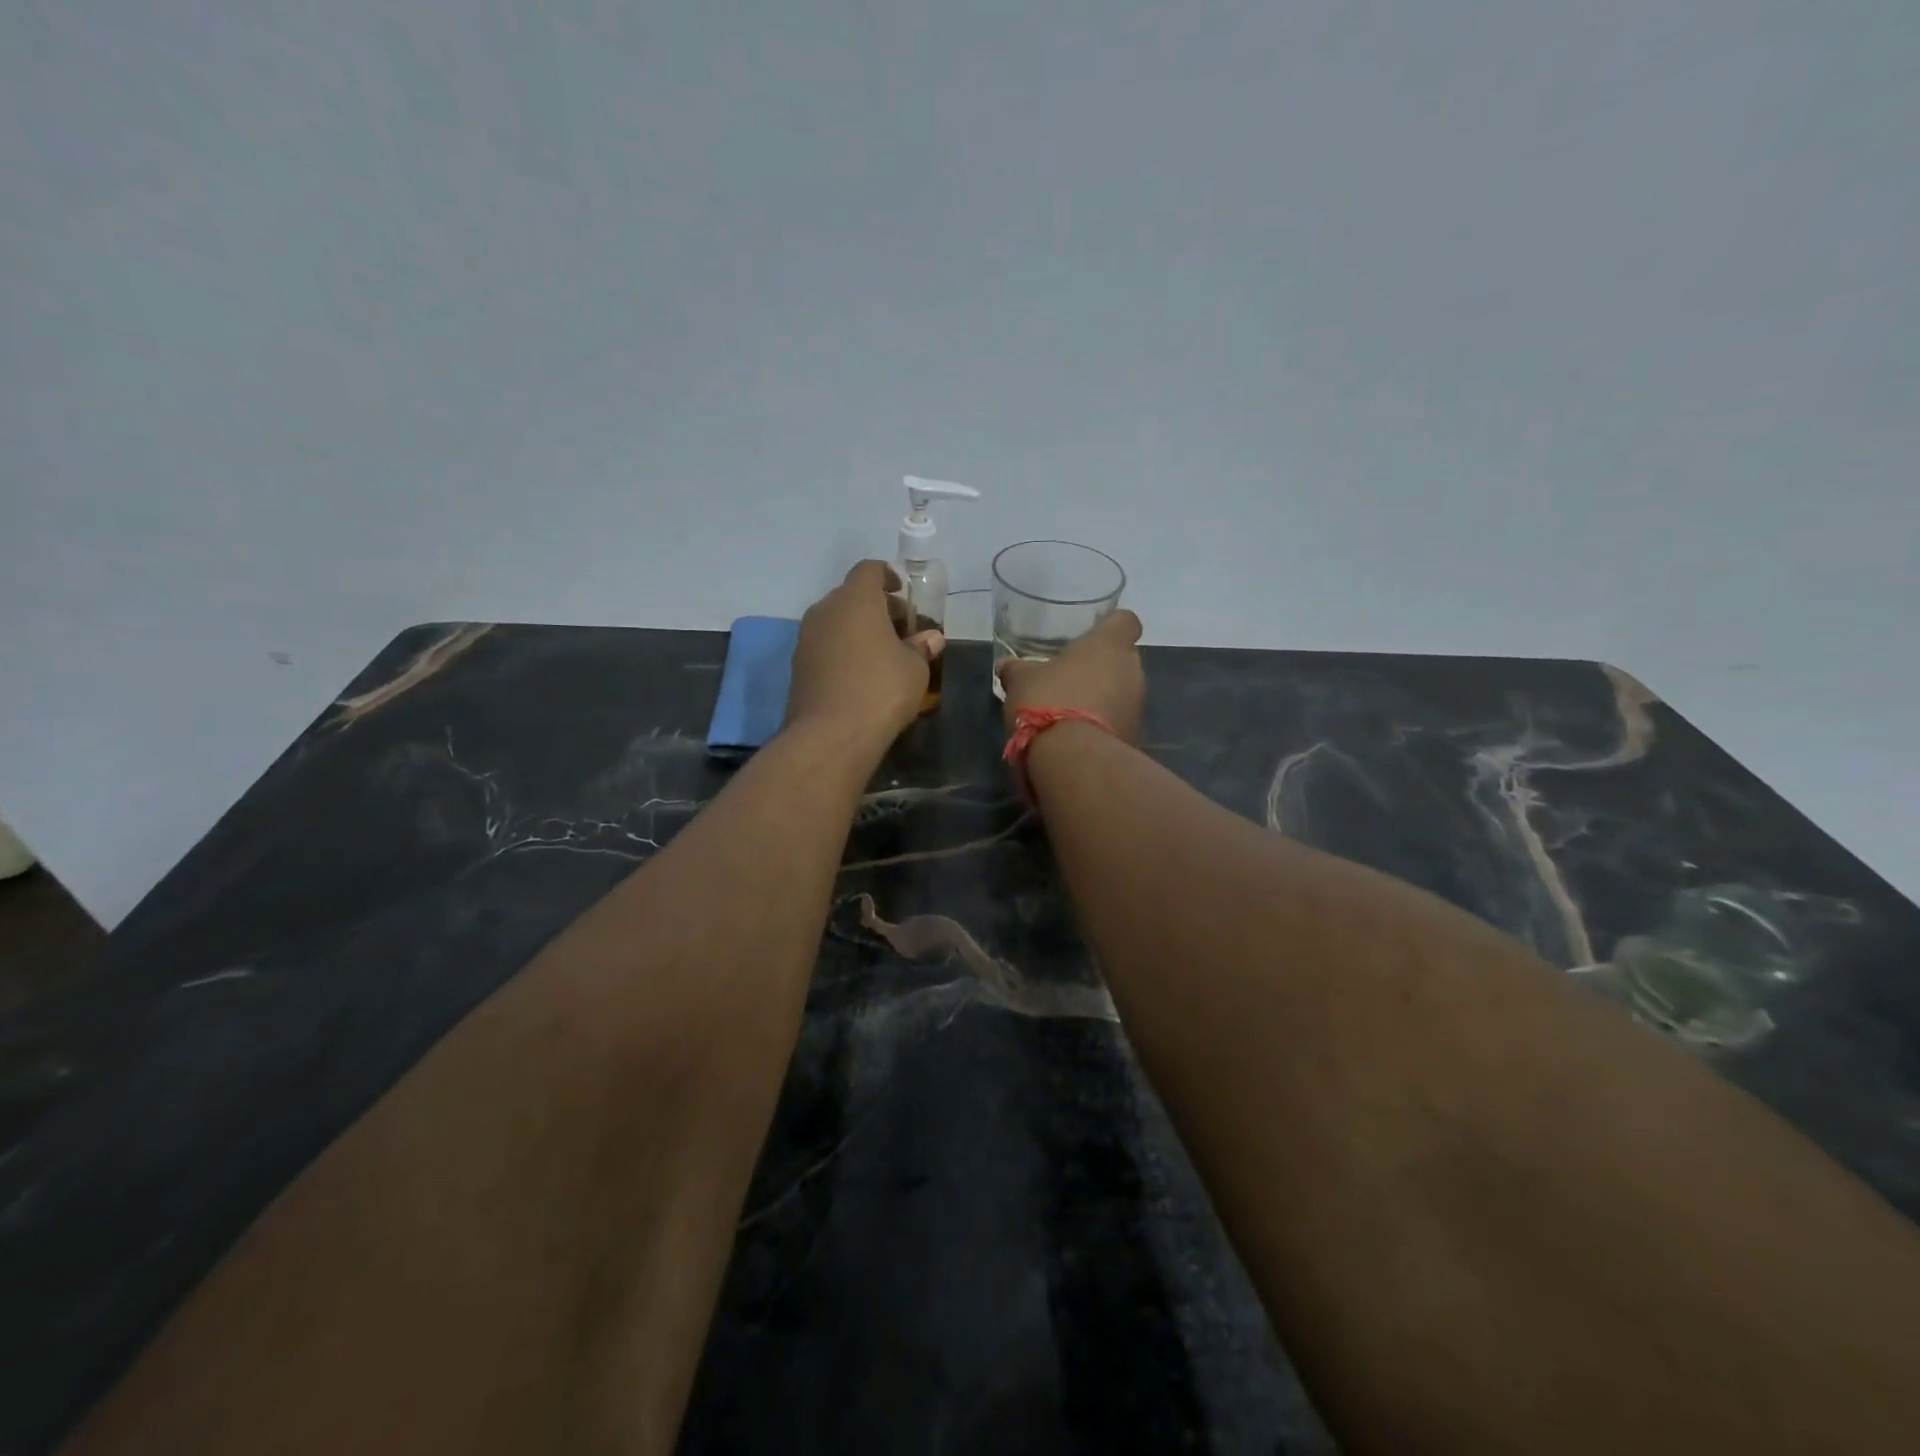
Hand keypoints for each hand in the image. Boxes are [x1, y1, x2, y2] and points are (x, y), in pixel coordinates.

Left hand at [785, 561, 943, 744]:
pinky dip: (843, 651)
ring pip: (836, 622)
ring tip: (883, 654)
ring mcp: (806, 638)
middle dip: (876, 607)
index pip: (868, 569)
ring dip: (858, 630)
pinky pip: (825, 646)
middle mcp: (825, 610)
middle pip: (851, 596)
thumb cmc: (881, 690)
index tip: (902, 591)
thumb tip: (930, 638)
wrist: (831, 735)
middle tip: (901, 629)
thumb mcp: (915, 668)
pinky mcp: (798, 666)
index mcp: (855, 599)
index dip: (887, 575)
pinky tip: (861, 675)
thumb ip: (921, 647)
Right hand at [996, 609, 1144, 743]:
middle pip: (1124, 659)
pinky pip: (1119, 721)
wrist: (1074, 760)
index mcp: (1108, 646)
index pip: (1126, 621)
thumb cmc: (1048, 702)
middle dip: (1103, 666)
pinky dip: (1103, 725)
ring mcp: (1137, 706)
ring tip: (1070, 710)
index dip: (1112, 626)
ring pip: (1123, 692)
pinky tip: (1077, 735)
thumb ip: (1016, 669)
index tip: (1094, 634)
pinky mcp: (1134, 736)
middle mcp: (1132, 671)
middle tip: (1072, 676)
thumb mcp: (1021, 681)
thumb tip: (1005, 665)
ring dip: (1103, 697)